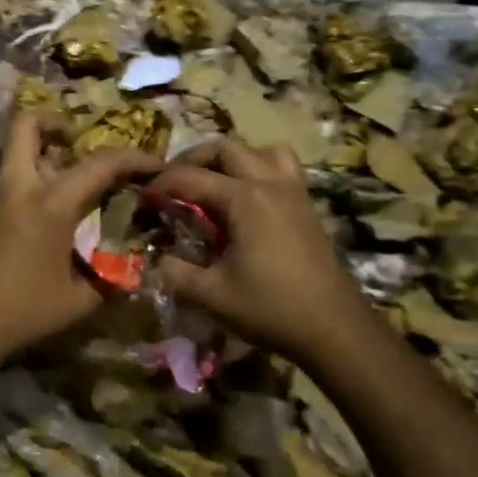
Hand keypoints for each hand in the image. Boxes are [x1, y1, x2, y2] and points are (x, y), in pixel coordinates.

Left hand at [0, 111, 159, 361]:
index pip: (101, 163)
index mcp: (51, 202)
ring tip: (66, 184)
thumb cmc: (23, 310)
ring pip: (15, 152)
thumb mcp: (78, 300)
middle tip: (78, 145)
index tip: (155, 164)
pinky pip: (6, 180)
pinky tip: (41, 219)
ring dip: (41, 155)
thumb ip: (109, 278)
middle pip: (28, 124)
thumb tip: (132, 272)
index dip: (135, 158)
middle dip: (57, 123)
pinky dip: (27, 183)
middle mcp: (18, 186)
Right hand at [147, 137, 361, 360]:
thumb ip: (175, 273)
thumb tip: (155, 259)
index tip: (142, 195)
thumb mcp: (212, 295)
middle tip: (173, 182)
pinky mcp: (307, 205)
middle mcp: (269, 183)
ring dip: (232, 158)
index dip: (161, 183)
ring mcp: (293, 191)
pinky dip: (260, 169)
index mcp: (244, 199)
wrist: (334, 328)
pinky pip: (282, 167)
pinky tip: (247, 198)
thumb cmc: (271, 309)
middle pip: (225, 148)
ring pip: (260, 150)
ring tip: (214, 181)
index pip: (190, 177)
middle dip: (193, 159)